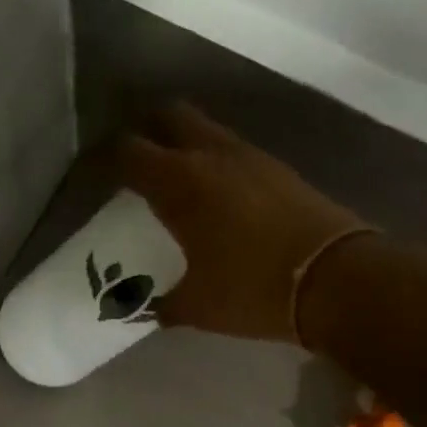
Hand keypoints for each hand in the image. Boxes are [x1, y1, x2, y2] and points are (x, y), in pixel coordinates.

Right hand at [119, 103, 375, 342]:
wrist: (334, 280)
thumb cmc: (252, 291)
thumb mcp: (198, 307)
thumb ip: (165, 304)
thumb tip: (149, 309)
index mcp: (180, 183)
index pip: (128, 153)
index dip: (103, 160)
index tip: (92, 176)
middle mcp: (213, 156)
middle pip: (169, 117)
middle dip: (146, 133)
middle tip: (135, 165)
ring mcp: (251, 157)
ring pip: (206, 130)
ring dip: (185, 145)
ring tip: (176, 182)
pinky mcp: (280, 169)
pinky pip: (235, 151)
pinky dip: (216, 162)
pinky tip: (218, 198)